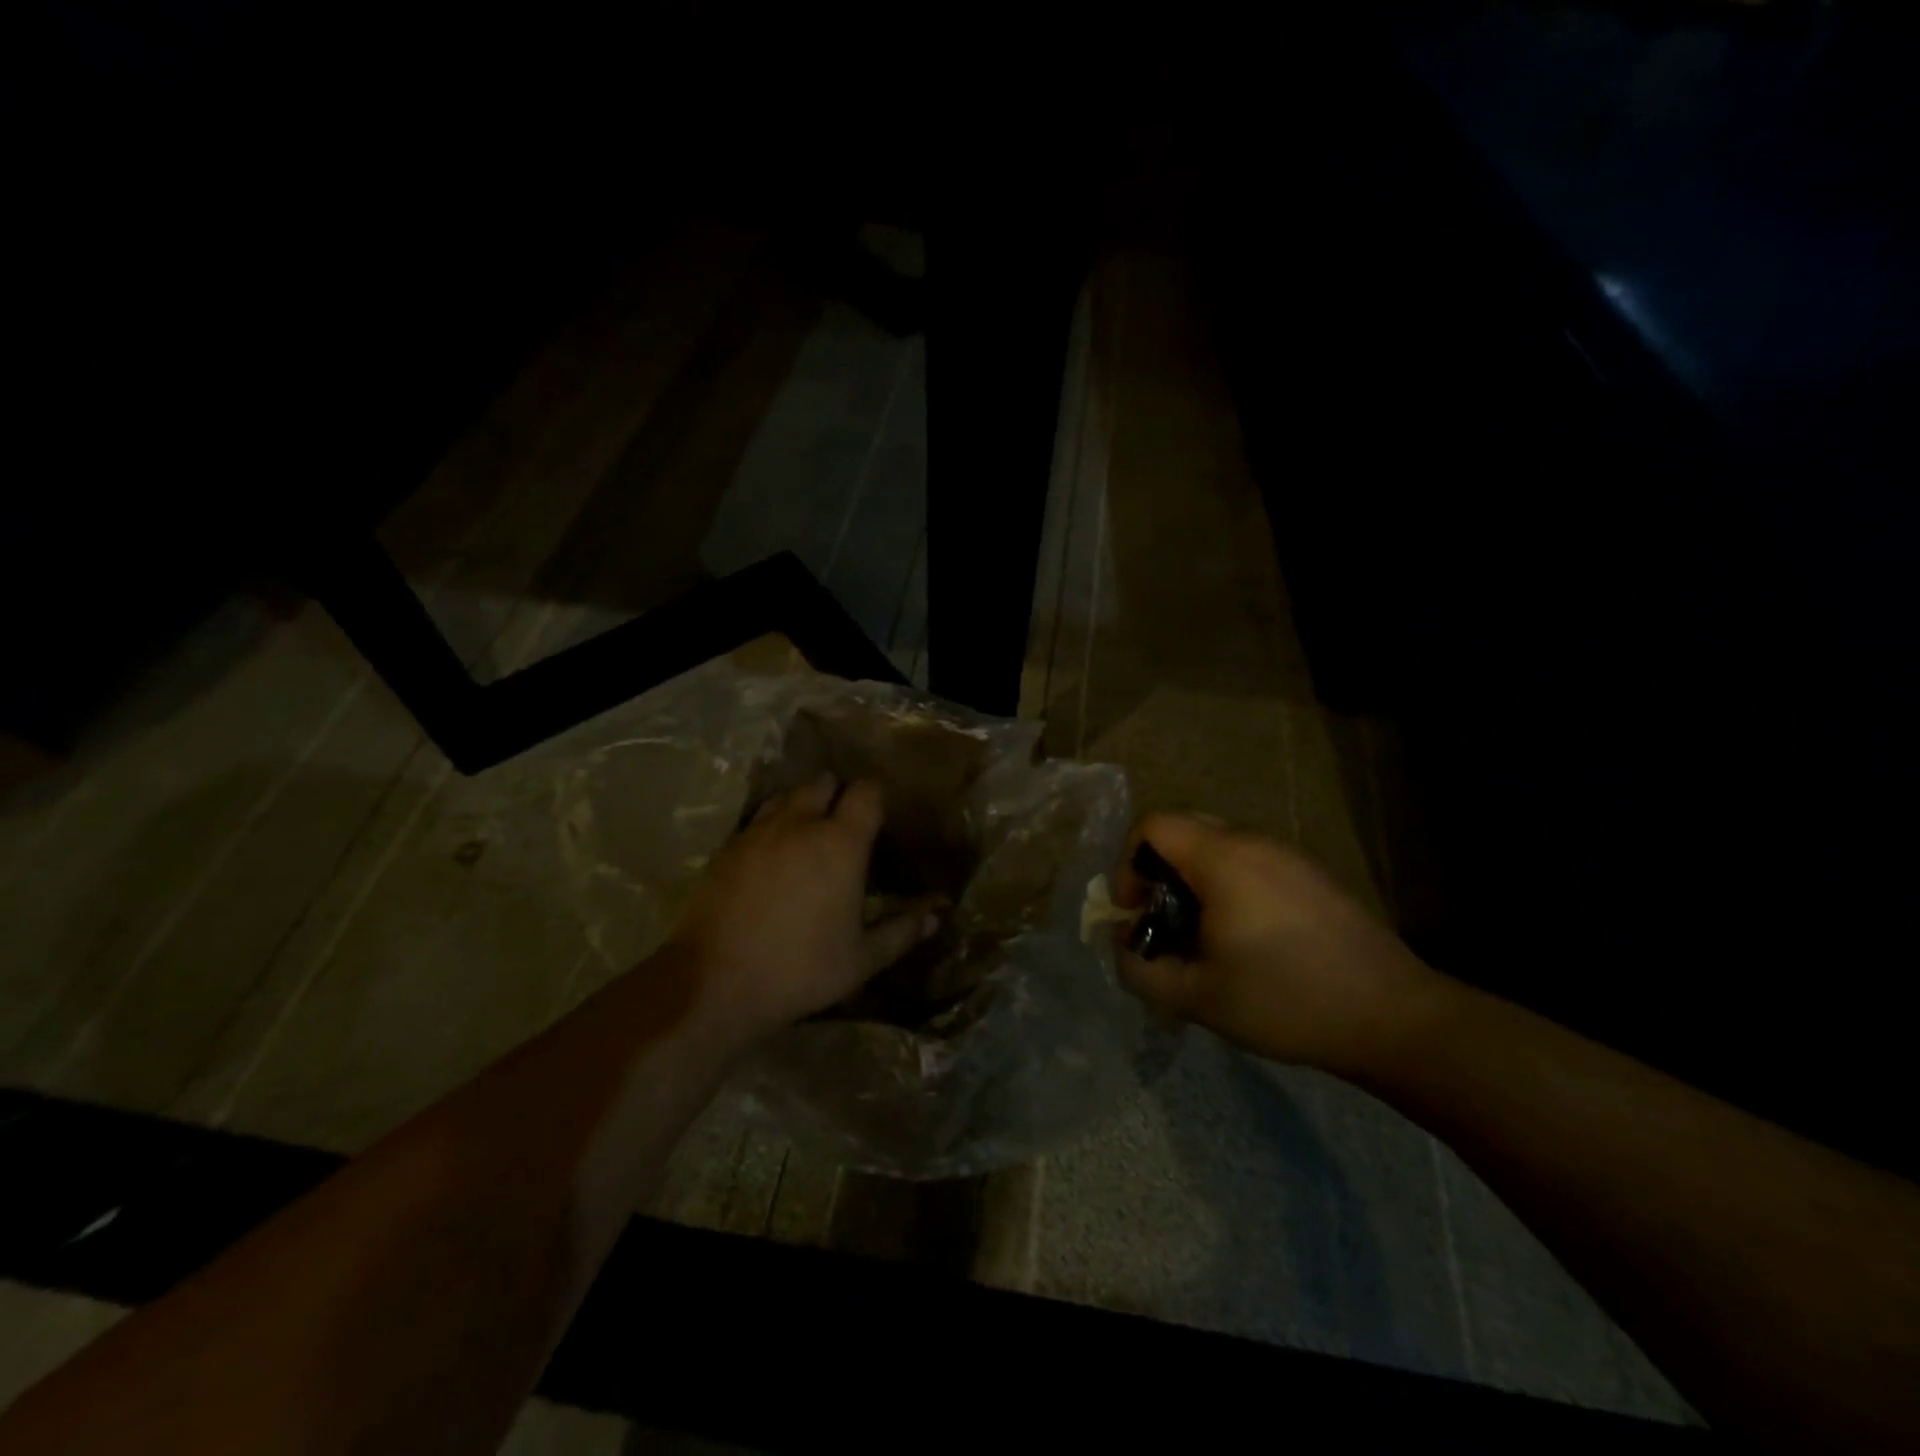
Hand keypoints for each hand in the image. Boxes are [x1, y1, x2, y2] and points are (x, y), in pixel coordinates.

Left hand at [668, 776, 941, 1036]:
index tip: (880, 815)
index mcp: (840, 843)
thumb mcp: (862, 959)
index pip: (866, 792)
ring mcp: (757, 832)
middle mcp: (799, 824)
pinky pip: (756, 820)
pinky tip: (771, 856)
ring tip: (808, 834)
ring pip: (786, 797)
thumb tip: (938, 913)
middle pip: (823, 784)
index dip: (876, 796)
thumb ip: (902, 930)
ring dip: (802, 806)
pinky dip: (771, 826)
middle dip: (837, 795)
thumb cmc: (800, 970)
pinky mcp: (726, 848)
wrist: (714, 983)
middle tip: (845, 826)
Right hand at [1113, 813, 1445, 1075]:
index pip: (1153, 825)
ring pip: (1219, 848)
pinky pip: (1252, 863)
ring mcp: (1289, 856)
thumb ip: (1141, 971)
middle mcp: (1254, 842)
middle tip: (1164, 924)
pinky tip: (1250, 940)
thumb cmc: (1286, 1000)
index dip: (1128, 863)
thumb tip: (1125, 948)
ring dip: (1194, 882)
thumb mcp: (1197, 997)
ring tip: (1205, 938)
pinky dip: (1230, 887)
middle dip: (1158, 873)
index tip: (1136, 911)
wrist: (1393, 1017)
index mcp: (1222, 859)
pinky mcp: (1313, 876)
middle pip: (1184, 830)